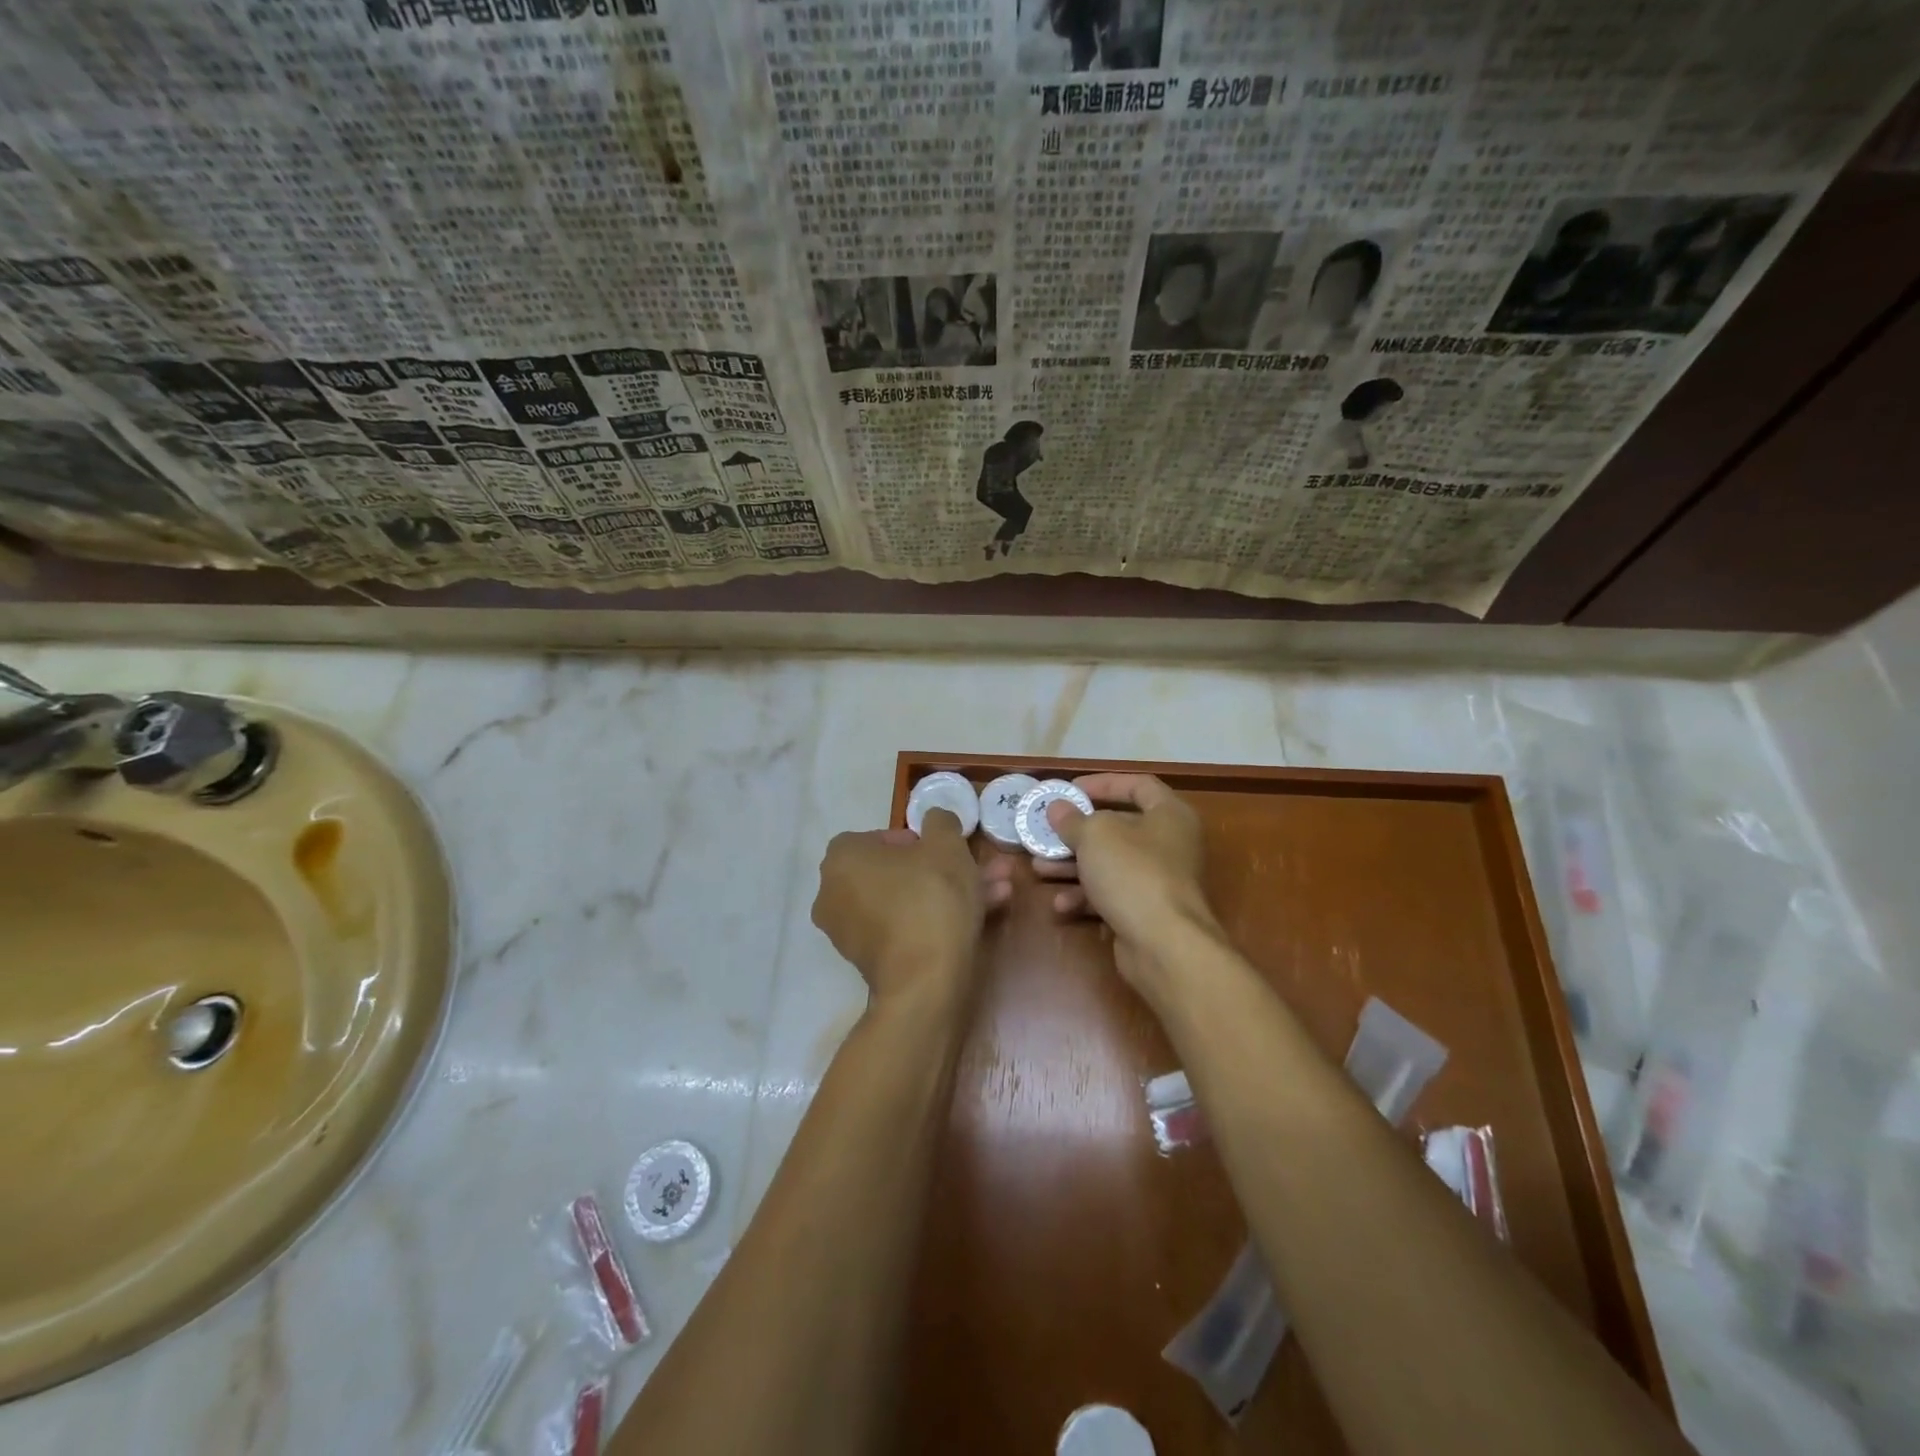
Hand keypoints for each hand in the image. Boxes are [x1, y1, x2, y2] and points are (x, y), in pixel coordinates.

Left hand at [812, 808, 1013, 1005]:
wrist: (925, 982)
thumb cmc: (931, 898)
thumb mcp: (946, 845)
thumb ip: (940, 822)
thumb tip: (935, 819)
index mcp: (842, 858)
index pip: (879, 837)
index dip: (918, 840)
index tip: (945, 849)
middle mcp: (834, 893)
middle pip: (898, 872)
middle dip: (944, 869)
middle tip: (977, 869)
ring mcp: (849, 931)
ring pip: (908, 900)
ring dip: (949, 894)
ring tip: (996, 891)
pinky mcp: (869, 962)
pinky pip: (905, 928)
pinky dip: (936, 920)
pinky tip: (981, 917)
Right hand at [1037, 774, 1219, 993]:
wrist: (1164, 946)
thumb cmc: (1133, 873)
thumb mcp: (1095, 836)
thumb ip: (1072, 819)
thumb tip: (1056, 808)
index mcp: (1169, 815)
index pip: (1138, 785)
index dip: (1103, 783)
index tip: (1070, 790)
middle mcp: (1168, 844)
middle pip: (1117, 828)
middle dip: (1076, 832)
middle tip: (1045, 833)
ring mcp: (1157, 881)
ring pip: (1108, 864)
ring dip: (1072, 866)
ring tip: (1039, 868)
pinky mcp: (1145, 912)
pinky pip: (1110, 896)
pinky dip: (1085, 897)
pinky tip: (1060, 904)